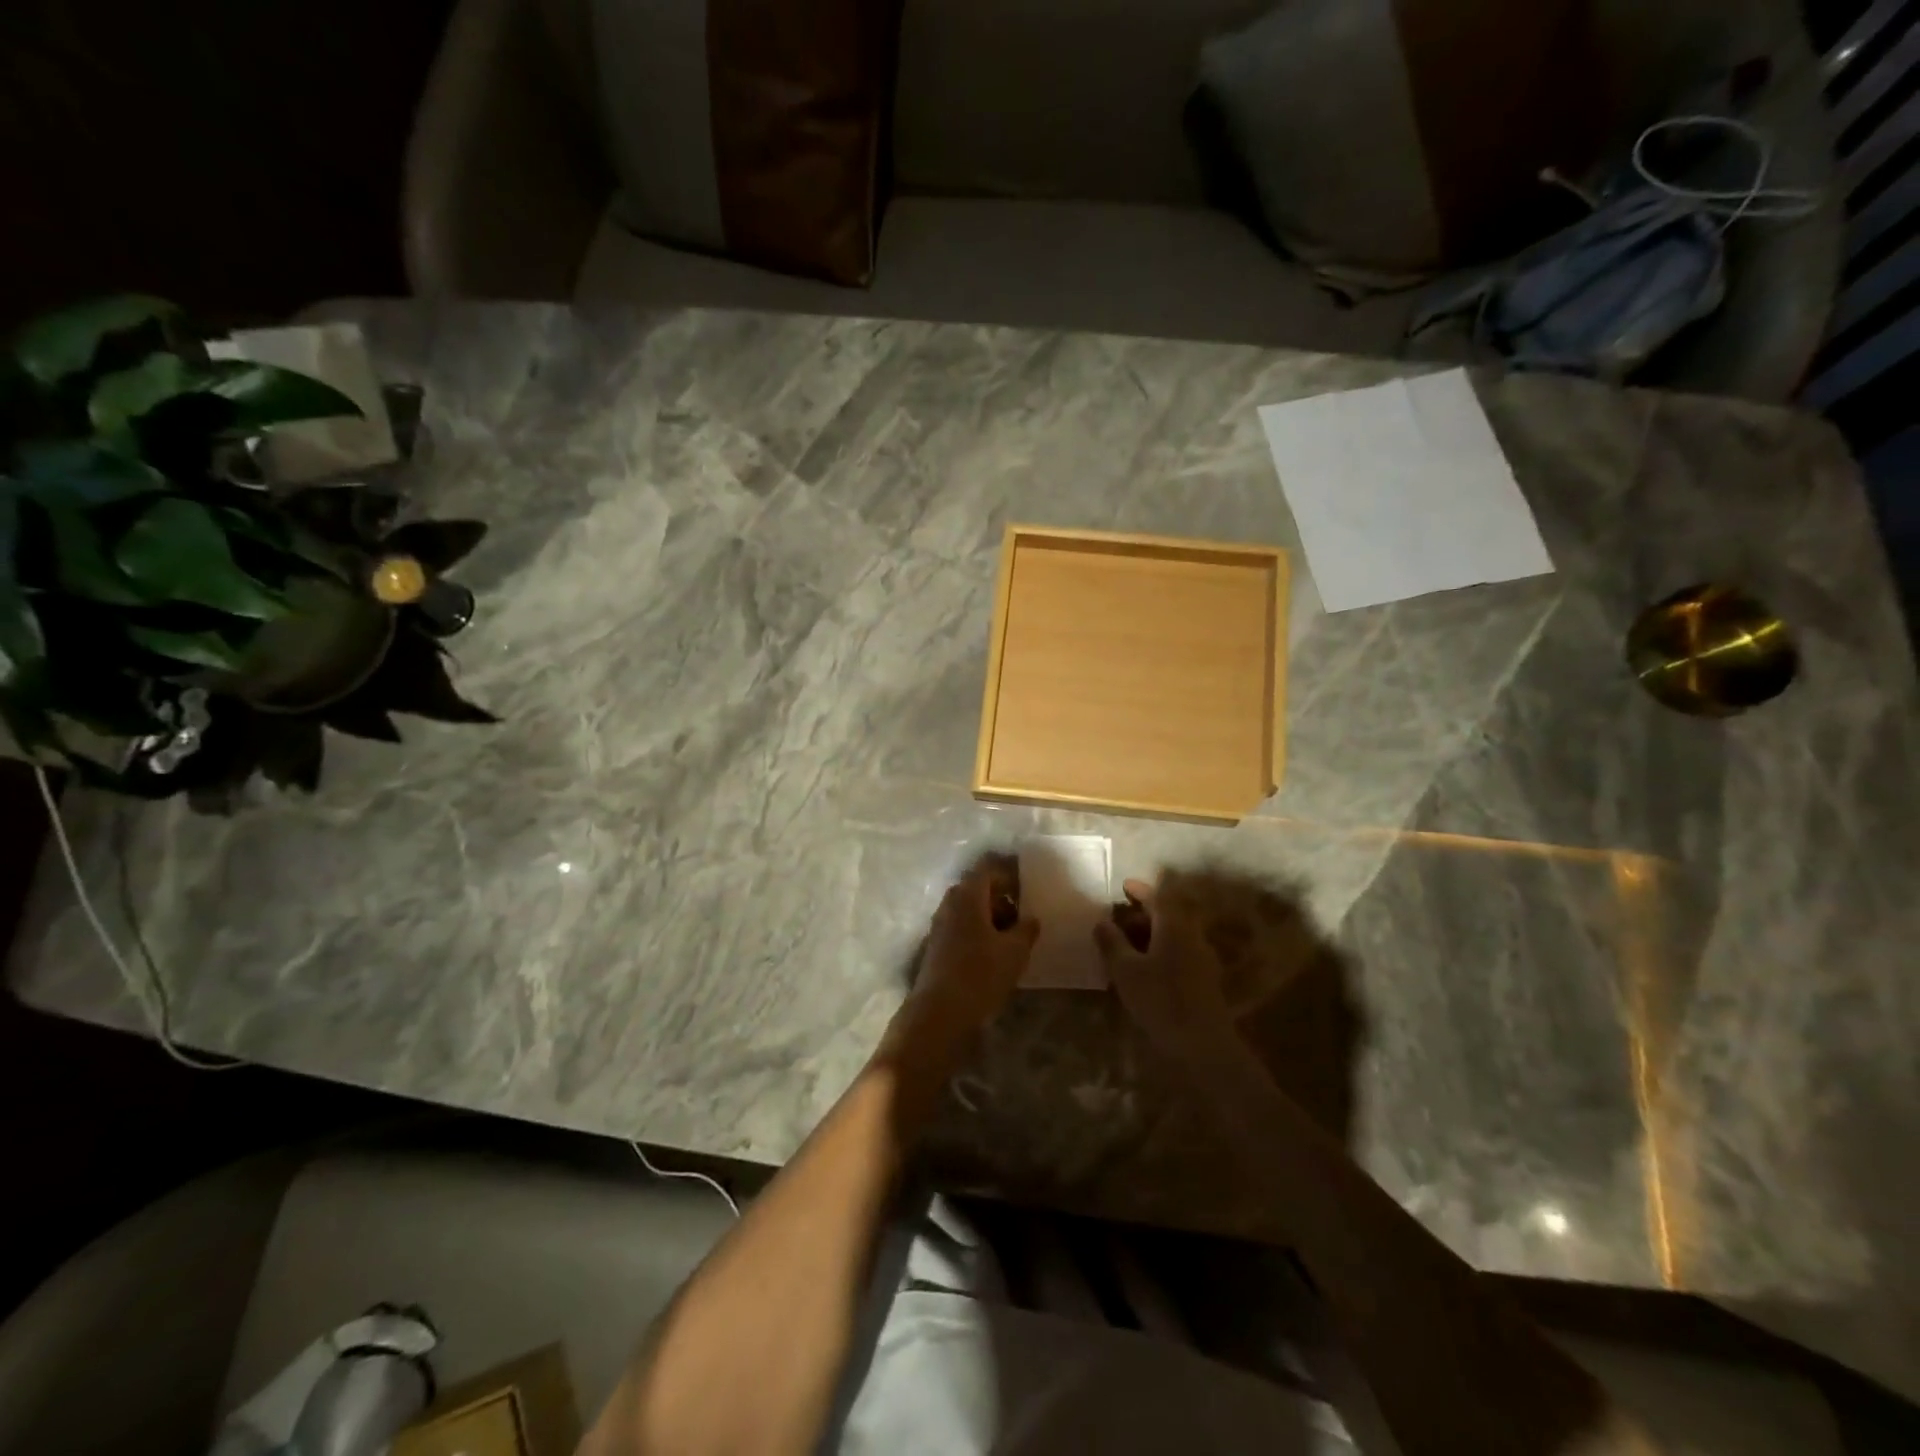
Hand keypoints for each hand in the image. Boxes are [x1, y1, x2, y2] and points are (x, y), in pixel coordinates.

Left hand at [896, 859, 1039, 1048]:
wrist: (939, 1012)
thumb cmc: (980, 974)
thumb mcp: (1015, 951)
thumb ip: (1026, 929)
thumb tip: (1031, 918)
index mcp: (967, 896)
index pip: (988, 869)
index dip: (1008, 874)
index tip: (1027, 889)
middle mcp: (949, 904)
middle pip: (976, 889)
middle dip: (1000, 898)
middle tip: (1022, 915)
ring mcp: (939, 925)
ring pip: (968, 910)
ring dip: (989, 917)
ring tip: (1012, 937)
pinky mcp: (936, 946)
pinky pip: (960, 927)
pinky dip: (978, 932)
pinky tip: (993, 953)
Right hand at [1094, 876, 1237, 1063]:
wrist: (1203, 1044)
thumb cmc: (1160, 1000)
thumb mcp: (1126, 970)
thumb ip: (1112, 942)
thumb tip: (1101, 921)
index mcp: (1175, 927)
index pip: (1159, 896)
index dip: (1141, 889)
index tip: (1124, 886)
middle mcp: (1192, 936)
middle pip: (1169, 914)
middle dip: (1144, 913)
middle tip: (1119, 919)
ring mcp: (1202, 958)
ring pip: (1175, 935)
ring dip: (1152, 933)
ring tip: (1127, 945)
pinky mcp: (1205, 980)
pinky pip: (1180, 952)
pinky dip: (1161, 950)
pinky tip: (1145, 968)